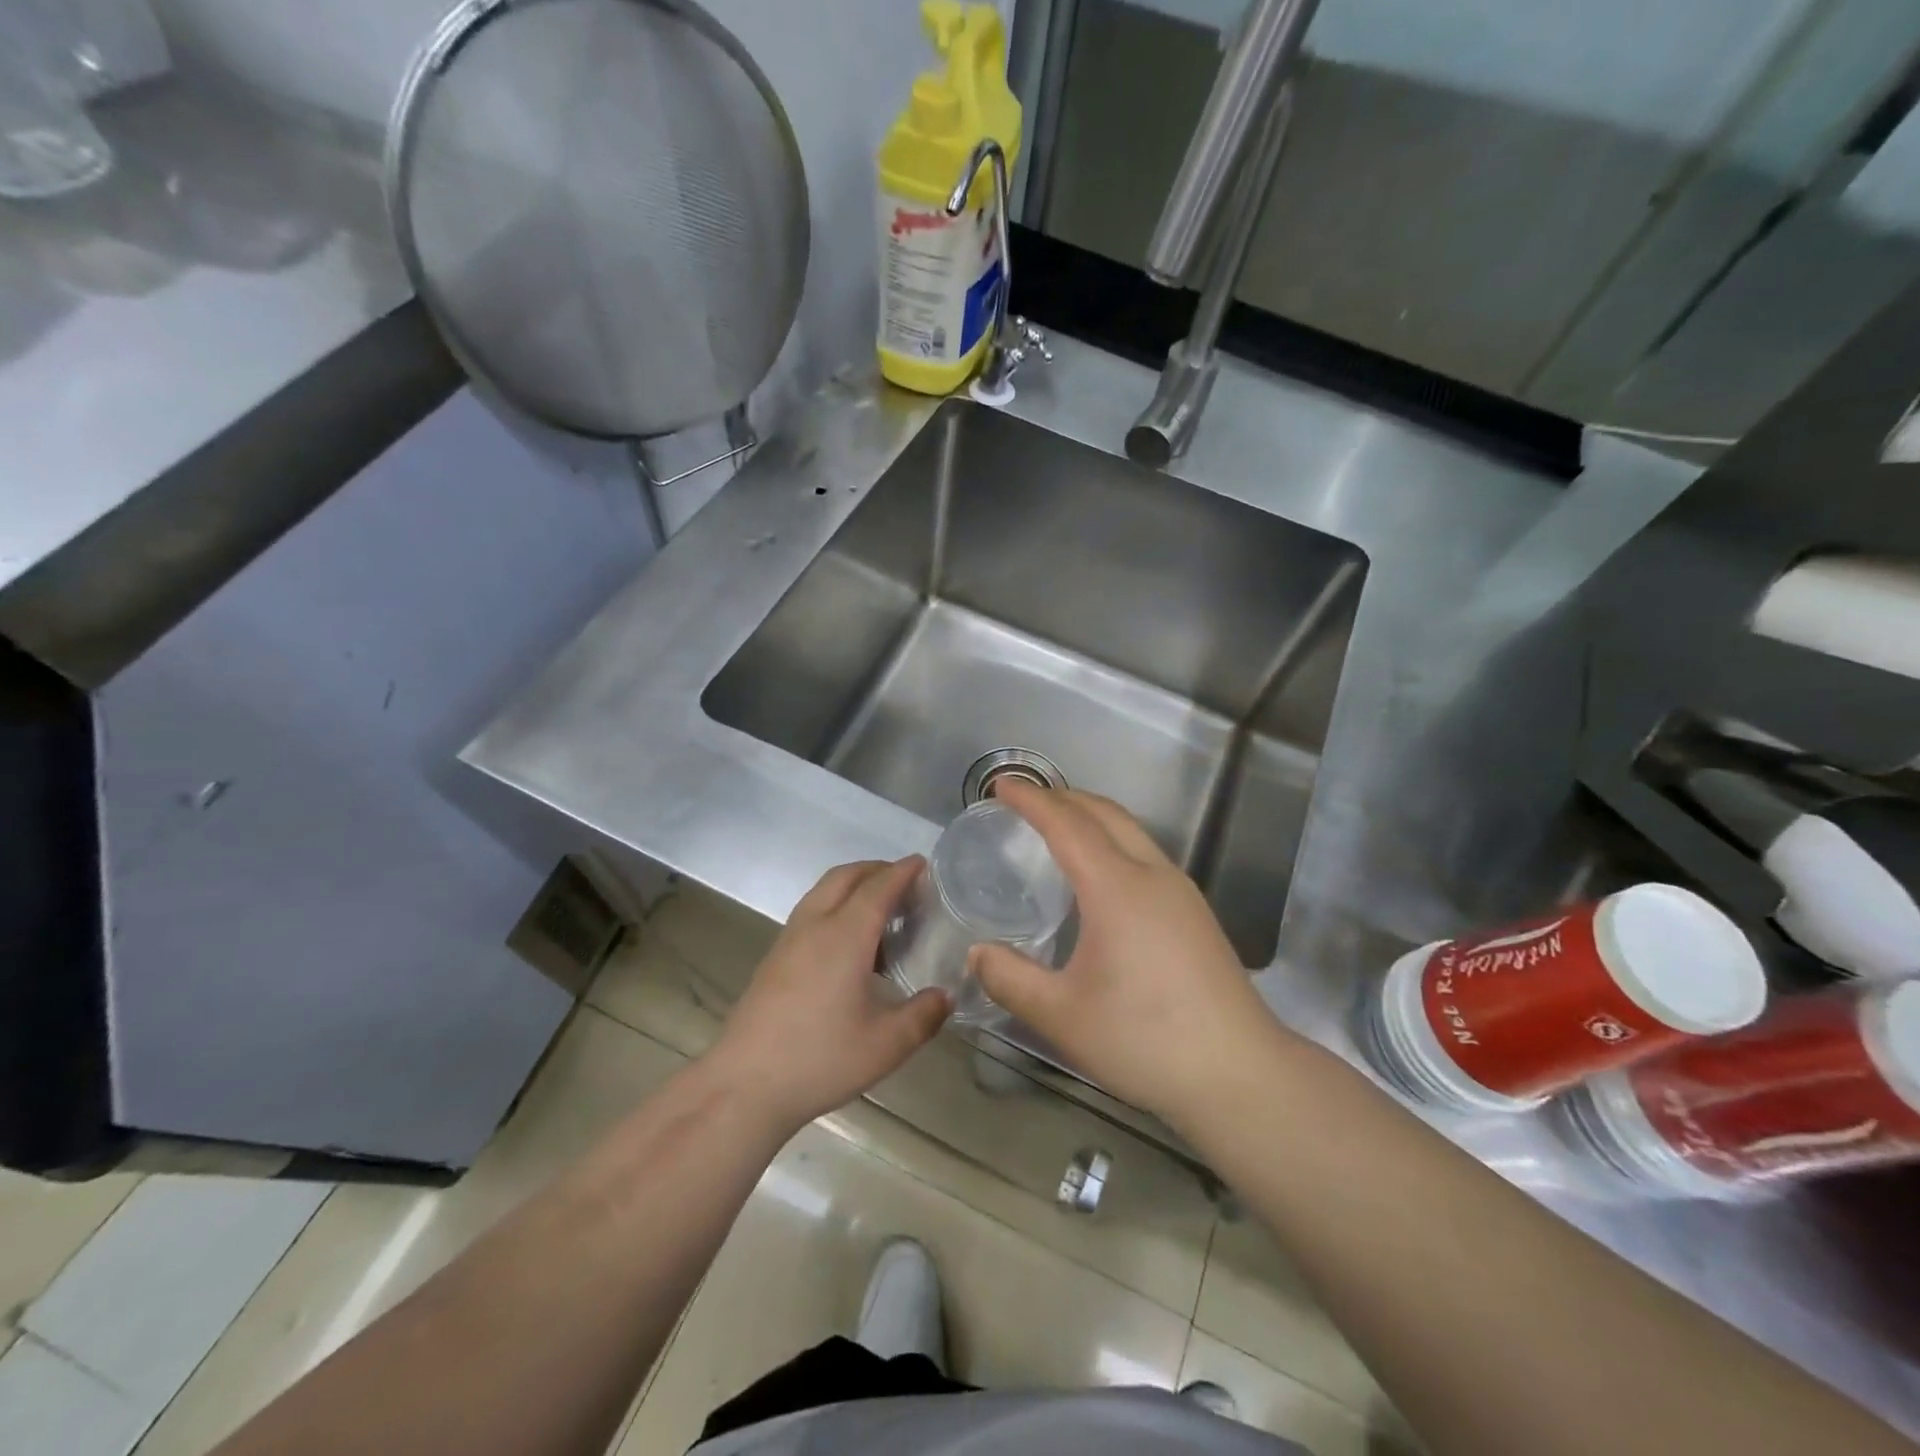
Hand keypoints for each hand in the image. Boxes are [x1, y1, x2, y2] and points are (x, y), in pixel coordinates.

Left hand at [706, 858, 950, 1135]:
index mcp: (845, 935)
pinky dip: (835, 907)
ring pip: (823, 892)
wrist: (744, 1085)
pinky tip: (850, 946)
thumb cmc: (820, 1059)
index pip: (879, 887)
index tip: (924, 863)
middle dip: (877, 870)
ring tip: (881, 913)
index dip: (903, 871)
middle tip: (906, 883)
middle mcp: (815, 925)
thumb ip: (923, 1015)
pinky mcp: (774, 958)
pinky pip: (811, 912)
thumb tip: (945, 995)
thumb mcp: (886, 1045)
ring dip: (853, 887)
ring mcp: (789, 940)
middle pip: (846, 877)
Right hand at [970, 783, 1291, 1128]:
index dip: (1032, 800)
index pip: (1067, 824)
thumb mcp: (1063, 1016)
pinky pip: (1146, 854)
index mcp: (1117, 888)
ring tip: (1059, 828)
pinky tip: (1101, 876)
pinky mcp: (1195, 913)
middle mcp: (1152, 875)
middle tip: (1026, 800)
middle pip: (1105, 814)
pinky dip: (1113, 841)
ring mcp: (1181, 891)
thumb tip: (977, 954)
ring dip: (1092, 817)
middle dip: (1063, 797)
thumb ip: (1011, 980)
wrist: (1240, 1073)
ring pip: (1131, 831)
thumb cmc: (1145, 1040)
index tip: (1002, 785)